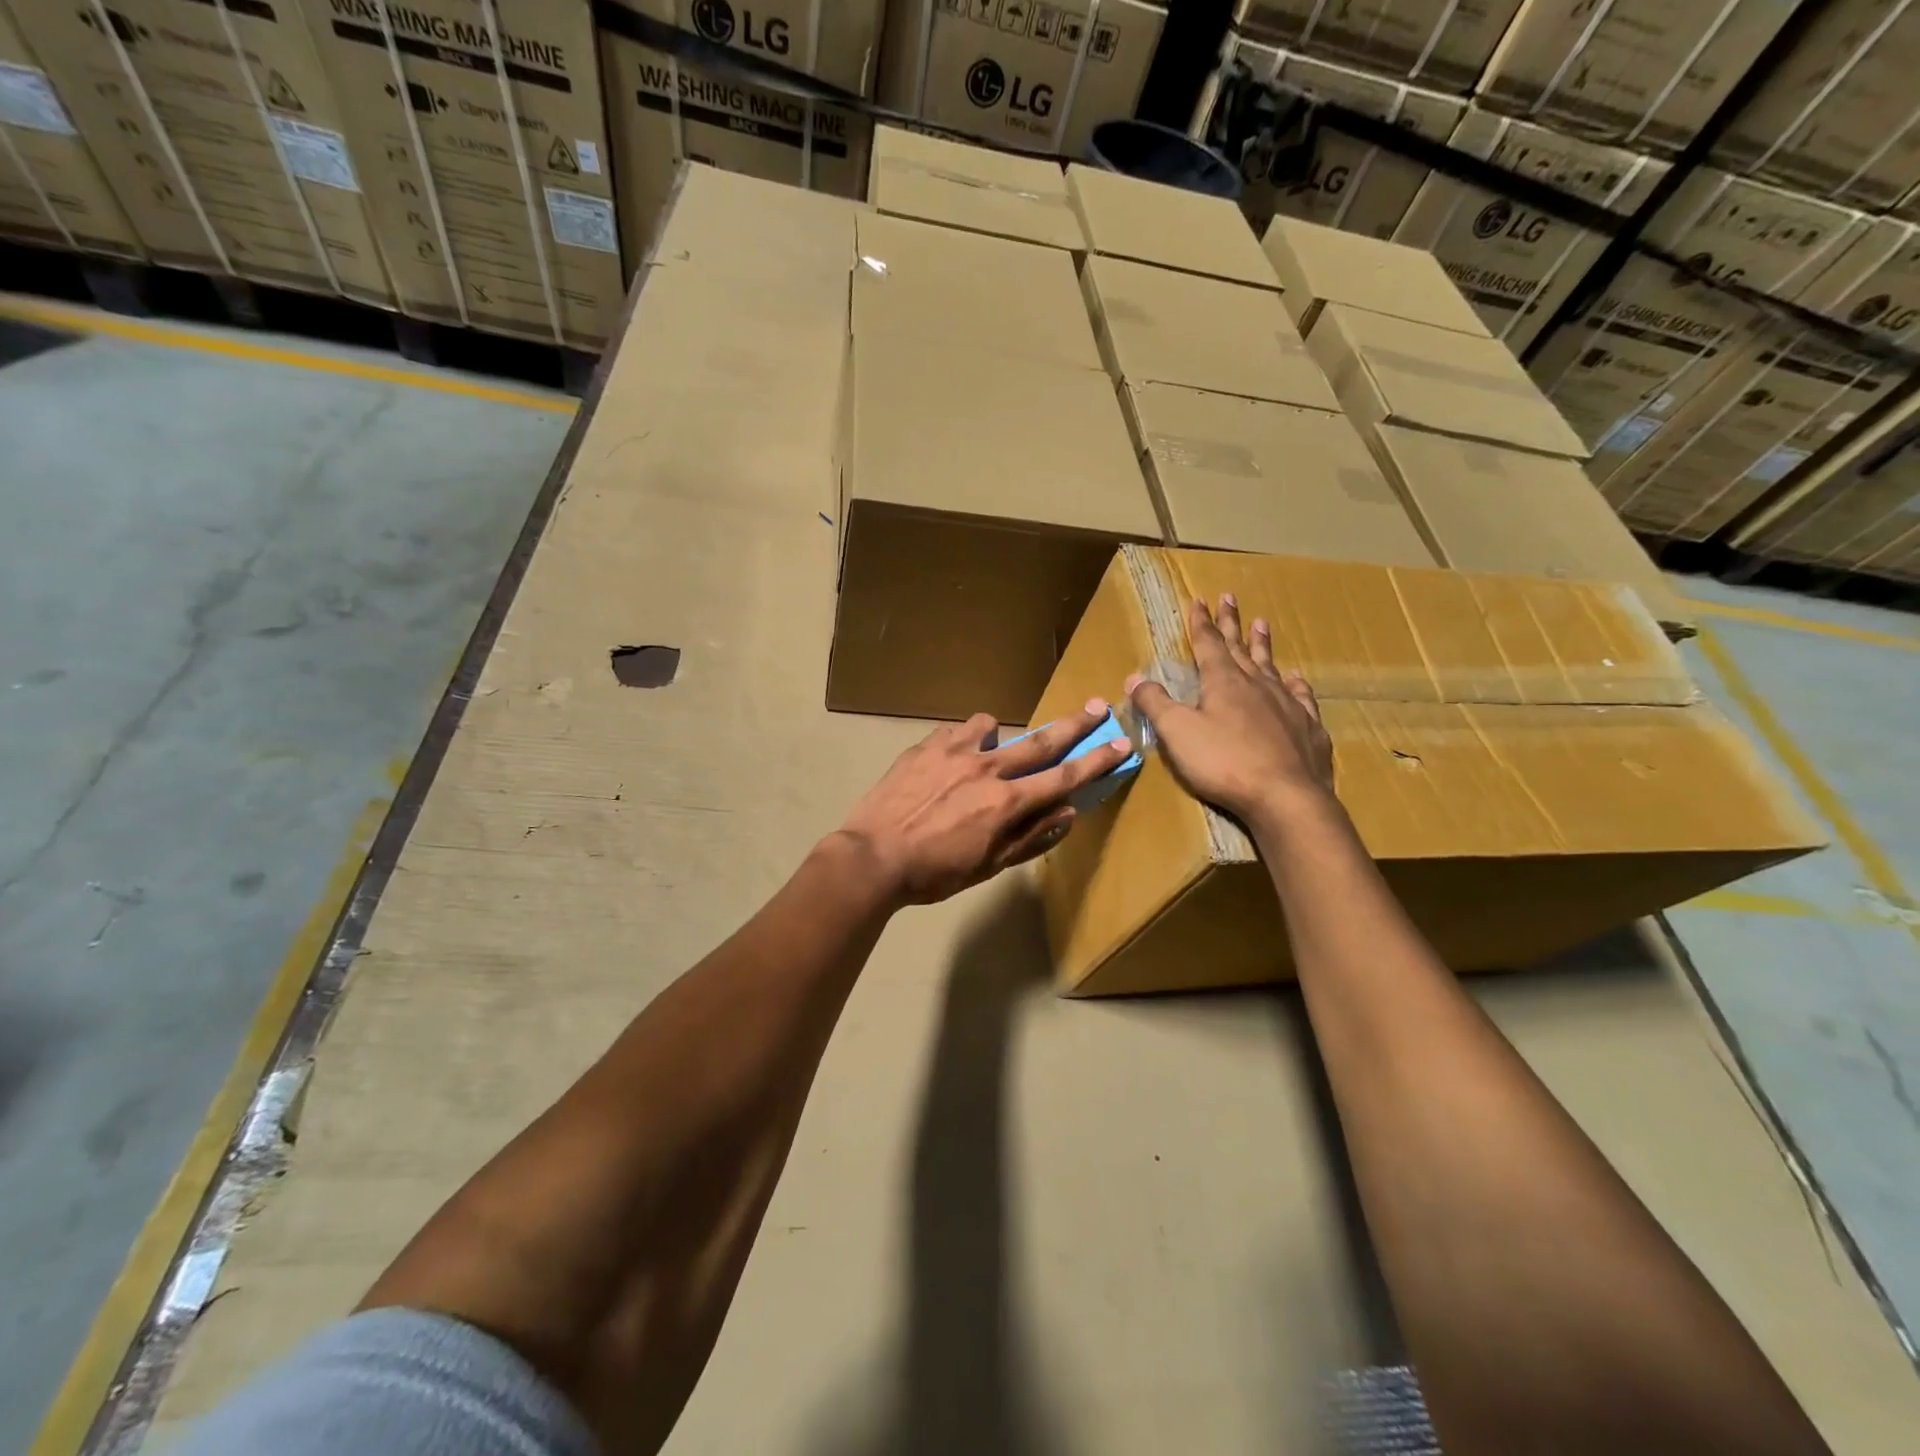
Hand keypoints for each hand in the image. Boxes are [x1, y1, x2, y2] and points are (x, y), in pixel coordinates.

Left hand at [837, 702, 1132, 906]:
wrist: (872, 857)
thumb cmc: (934, 873)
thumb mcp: (988, 866)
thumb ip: (1031, 838)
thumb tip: (1068, 813)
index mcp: (1007, 802)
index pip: (1064, 778)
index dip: (1097, 761)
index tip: (1121, 744)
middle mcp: (987, 769)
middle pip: (1040, 741)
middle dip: (1074, 725)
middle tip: (1098, 705)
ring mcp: (954, 752)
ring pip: (991, 727)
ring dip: (1001, 736)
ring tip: (990, 750)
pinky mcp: (925, 746)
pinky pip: (954, 731)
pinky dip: (962, 740)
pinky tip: (951, 756)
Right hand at [1126, 595, 1333, 825]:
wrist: (1285, 796)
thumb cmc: (1224, 762)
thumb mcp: (1177, 733)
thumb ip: (1156, 703)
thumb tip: (1135, 677)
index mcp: (1223, 682)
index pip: (1208, 644)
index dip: (1201, 623)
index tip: (1200, 600)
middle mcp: (1256, 685)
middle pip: (1240, 648)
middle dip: (1231, 623)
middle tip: (1230, 598)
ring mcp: (1286, 705)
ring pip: (1271, 666)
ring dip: (1263, 644)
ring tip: (1262, 623)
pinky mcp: (1308, 728)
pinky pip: (1300, 696)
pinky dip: (1295, 684)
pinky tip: (1295, 678)